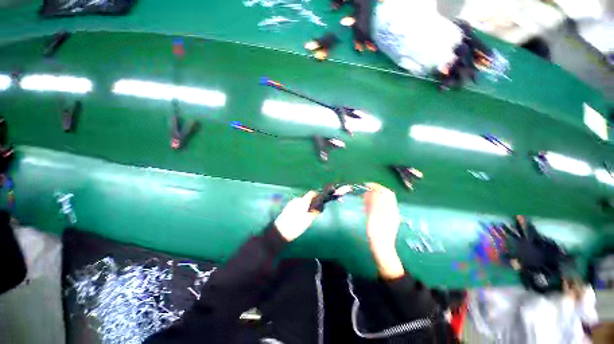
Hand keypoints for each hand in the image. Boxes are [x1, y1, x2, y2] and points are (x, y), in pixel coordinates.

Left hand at [274, 191, 318, 241]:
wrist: (280, 231)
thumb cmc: (296, 226)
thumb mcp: (308, 220)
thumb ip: (314, 212)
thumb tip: (318, 209)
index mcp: (303, 201)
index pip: (311, 193)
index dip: (317, 195)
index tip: (321, 199)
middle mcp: (296, 200)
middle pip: (306, 198)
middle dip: (311, 202)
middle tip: (315, 210)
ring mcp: (291, 203)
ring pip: (301, 202)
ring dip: (305, 206)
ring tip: (307, 215)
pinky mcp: (287, 208)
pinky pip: (296, 205)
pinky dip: (300, 208)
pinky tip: (300, 216)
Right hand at [363, 183, 403, 278]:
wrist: (382, 249)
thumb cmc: (377, 232)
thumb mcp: (375, 215)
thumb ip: (374, 202)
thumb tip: (372, 190)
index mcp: (390, 208)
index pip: (386, 192)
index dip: (377, 187)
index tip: (366, 185)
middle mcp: (391, 210)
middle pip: (385, 196)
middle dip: (374, 191)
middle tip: (363, 191)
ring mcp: (389, 216)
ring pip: (382, 202)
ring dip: (374, 197)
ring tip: (364, 197)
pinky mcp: (385, 221)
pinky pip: (380, 208)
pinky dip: (373, 204)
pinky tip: (367, 207)